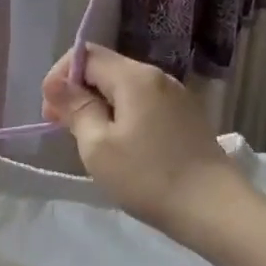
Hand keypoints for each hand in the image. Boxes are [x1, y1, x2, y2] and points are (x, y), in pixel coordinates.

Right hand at [42, 43, 245, 233]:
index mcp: (135, 77)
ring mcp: (176, 97)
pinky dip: (122, 116)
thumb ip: (76, 108)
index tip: (50, 112)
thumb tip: (56, 84)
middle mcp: (158, 77)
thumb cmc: (148, 177)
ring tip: (89, 141)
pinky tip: (120, 146)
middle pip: (106, 69)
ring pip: (124, 88)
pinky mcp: (186, 118)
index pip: (85, 55)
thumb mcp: (97, 146)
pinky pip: (143, 104)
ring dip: (99, 106)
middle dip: (78, 92)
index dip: (60, 76)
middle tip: (63, 128)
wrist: (215, 210)